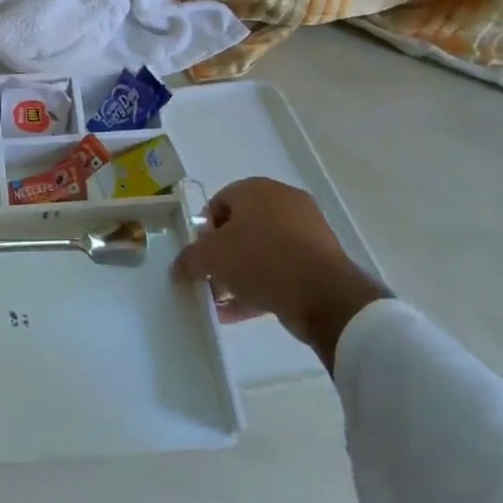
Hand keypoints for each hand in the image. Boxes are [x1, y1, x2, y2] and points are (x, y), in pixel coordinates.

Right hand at [174, 177, 389, 370]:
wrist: (324, 295)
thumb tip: (178, 268)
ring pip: (262, 250)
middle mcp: (284, 202)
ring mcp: (307, 231)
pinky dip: (261, 286)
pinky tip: (240, 313)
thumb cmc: (260, 259)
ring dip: (240, 274)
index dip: (204, 230)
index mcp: (257, 189)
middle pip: (241, 227)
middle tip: (211, 277)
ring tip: (223, 300)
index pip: (219, 202)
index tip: (200, 255)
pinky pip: (282, 269)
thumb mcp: (210, 258)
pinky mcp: (322, 260)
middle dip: (222, 254)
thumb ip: (188, 259)